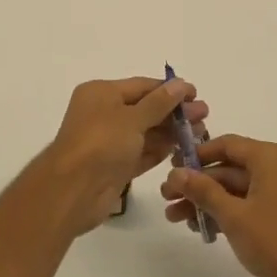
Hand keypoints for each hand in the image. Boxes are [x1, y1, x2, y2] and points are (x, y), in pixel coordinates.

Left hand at [31, 77, 207, 235]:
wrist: (72, 192)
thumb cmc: (100, 143)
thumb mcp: (132, 118)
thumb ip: (159, 103)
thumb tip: (180, 84)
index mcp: (101, 94)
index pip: (141, 86)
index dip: (169, 90)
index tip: (196, 94)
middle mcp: (104, 114)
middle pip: (146, 109)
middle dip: (174, 112)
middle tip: (204, 115)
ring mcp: (109, 142)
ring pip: (146, 132)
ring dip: (171, 132)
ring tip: (201, 133)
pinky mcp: (115, 167)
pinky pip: (142, 154)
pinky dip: (160, 151)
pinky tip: (182, 149)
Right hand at [161, 135, 276, 276]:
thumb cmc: (275, 242)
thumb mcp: (233, 215)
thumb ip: (203, 190)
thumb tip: (176, 172)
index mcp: (270, 158)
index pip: (227, 144)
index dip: (197, 154)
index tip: (171, 166)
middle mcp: (276, 169)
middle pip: (228, 168)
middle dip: (196, 183)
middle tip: (166, 196)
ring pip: (234, 189)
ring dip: (205, 201)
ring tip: (174, 217)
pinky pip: (245, 205)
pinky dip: (223, 213)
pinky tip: (198, 228)